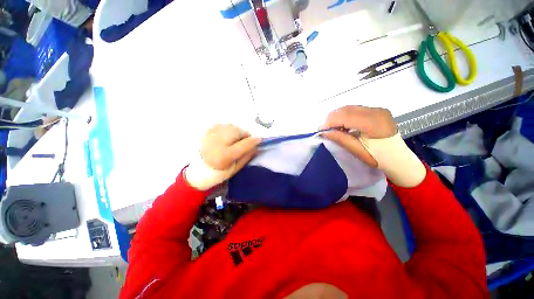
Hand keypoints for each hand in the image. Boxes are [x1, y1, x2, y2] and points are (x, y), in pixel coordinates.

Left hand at [185, 124, 260, 189]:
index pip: (243, 145)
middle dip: (244, 134)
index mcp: (224, 156)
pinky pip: (223, 125)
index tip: (260, 139)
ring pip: (231, 126)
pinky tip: (226, 136)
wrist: (199, 169)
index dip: (253, 141)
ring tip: (235, 138)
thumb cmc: (219, 171)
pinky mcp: (207, 132)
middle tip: (245, 140)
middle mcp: (217, 144)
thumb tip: (256, 146)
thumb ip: (246, 157)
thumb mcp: (235, 168)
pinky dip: (228, 128)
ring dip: (237, 131)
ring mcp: (211, 136)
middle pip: (237, 132)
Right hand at [321, 106, 396, 166]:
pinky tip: (341, 125)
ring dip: (336, 117)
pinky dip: (343, 116)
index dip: (329, 122)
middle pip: (346, 109)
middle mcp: (376, 111)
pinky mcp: (375, 111)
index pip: (345, 116)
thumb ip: (340, 139)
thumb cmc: (378, 157)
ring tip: (330, 128)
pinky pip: (354, 110)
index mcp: (374, 122)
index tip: (319, 130)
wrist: (398, 157)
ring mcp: (376, 109)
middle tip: (323, 129)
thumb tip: (323, 132)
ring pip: (349, 108)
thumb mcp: (357, 151)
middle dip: (331, 118)